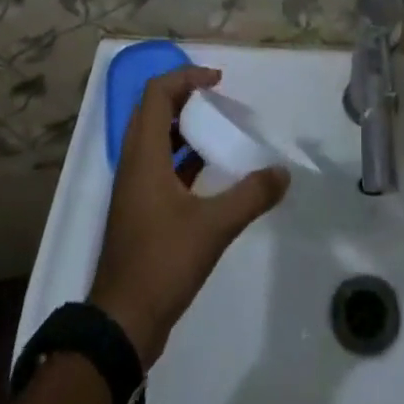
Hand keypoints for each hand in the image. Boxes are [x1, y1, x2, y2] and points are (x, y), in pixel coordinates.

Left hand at [89, 66, 289, 365]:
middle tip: (216, 99)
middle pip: (153, 109)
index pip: (157, 92)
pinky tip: (208, 169)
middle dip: (184, 95)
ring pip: (154, 137)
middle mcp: (134, 162)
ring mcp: (133, 188)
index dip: (186, 77)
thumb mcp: (213, 227)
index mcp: (144, 154)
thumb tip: (283, 172)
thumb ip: (250, 196)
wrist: (121, 325)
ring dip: (182, 125)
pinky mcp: (138, 210)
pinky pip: (158, 163)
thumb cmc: (162, 262)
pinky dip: (181, 155)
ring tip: (217, 128)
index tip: (217, 82)